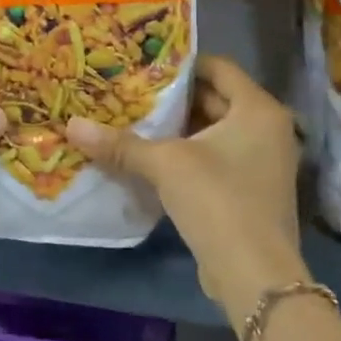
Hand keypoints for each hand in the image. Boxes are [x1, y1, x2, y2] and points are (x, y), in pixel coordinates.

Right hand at [66, 56, 309, 330]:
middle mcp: (267, 129)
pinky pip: (216, 158)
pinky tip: (151, 159)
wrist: (255, 275)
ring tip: (133, 122)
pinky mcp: (250, 190)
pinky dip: (187, 155)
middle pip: (215, 99)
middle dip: (173, 99)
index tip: (143, 66)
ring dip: (177, 130)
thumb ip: (120, 144)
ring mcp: (262, 162)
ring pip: (213, 132)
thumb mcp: (165, 165)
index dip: (180, 65)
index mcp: (257, 109)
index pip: (218, 68)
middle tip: (130, 92)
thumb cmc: (218, 201)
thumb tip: (72, 125)